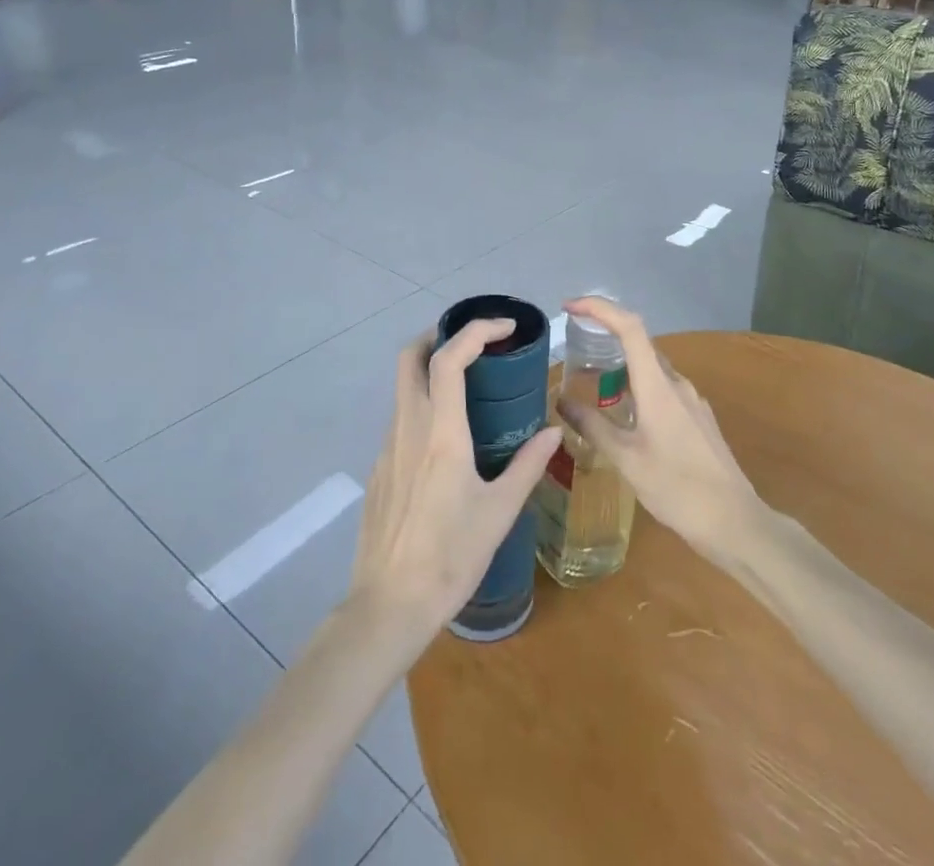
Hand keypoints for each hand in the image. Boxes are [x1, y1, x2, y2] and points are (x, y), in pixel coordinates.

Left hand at [348, 320, 562, 640]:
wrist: (389, 606)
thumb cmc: (451, 557)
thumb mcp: (500, 511)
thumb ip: (528, 465)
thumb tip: (554, 431)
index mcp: (442, 433)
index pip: (449, 359)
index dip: (475, 331)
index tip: (504, 327)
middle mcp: (409, 428)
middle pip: (409, 357)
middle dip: (438, 335)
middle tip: (473, 342)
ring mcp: (388, 447)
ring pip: (403, 388)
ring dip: (431, 371)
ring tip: (469, 387)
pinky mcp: (379, 469)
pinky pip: (401, 420)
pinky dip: (424, 407)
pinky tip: (447, 441)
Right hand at [557, 297, 762, 567]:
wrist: (735, 521)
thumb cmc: (676, 488)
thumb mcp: (626, 459)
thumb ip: (593, 426)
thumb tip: (561, 400)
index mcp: (658, 385)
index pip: (629, 327)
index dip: (599, 308)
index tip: (570, 307)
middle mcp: (676, 383)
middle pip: (639, 344)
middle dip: (606, 338)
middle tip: (574, 352)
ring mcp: (692, 400)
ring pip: (651, 370)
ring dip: (622, 369)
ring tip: (595, 389)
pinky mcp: (698, 419)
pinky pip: (663, 390)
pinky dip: (638, 390)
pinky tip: (627, 418)